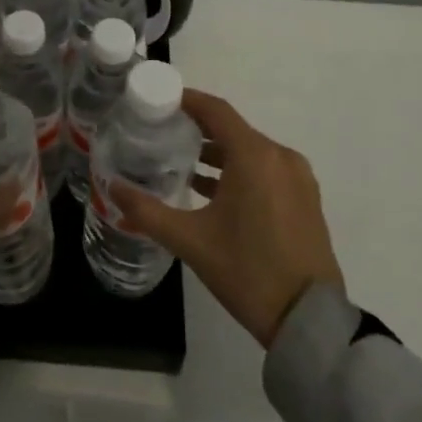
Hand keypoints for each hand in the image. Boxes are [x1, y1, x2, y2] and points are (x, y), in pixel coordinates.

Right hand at [111, 90, 342, 348]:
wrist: (309, 321)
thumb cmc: (247, 271)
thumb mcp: (190, 241)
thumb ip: (147, 210)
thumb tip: (112, 188)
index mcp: (255, 155)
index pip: (215, 110)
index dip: (186, 100)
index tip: (158, 101)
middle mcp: (280, 156)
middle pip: (232, 128)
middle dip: (196, 128)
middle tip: (161, 132)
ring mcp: (298, 178)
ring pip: (250, 150)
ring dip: (217, 152)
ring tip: (180, 161)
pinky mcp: (306, 199)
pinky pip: (266, 169)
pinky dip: (239, 170)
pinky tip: (211, 190)